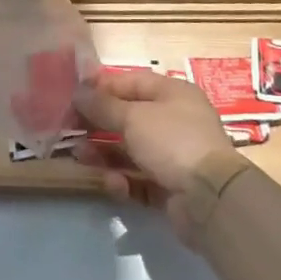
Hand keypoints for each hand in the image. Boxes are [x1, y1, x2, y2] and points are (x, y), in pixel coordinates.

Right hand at [73, 68, 235, 242]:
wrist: (211, 198)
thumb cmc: (172, 141)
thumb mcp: (133, 117)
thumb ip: (102, 105)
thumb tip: (78, 92)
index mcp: (172, 93)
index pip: (131, 82)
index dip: (102, 86)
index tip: (73, 94)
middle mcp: (175, 120)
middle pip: (128, 117)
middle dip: (98, 123)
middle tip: (70, 130)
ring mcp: (174, 154)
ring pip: (130, 149)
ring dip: (105, 153)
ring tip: (81, 158)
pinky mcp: (170, 185)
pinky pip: (139, 177)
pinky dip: (124, 180)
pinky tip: (114, 184)